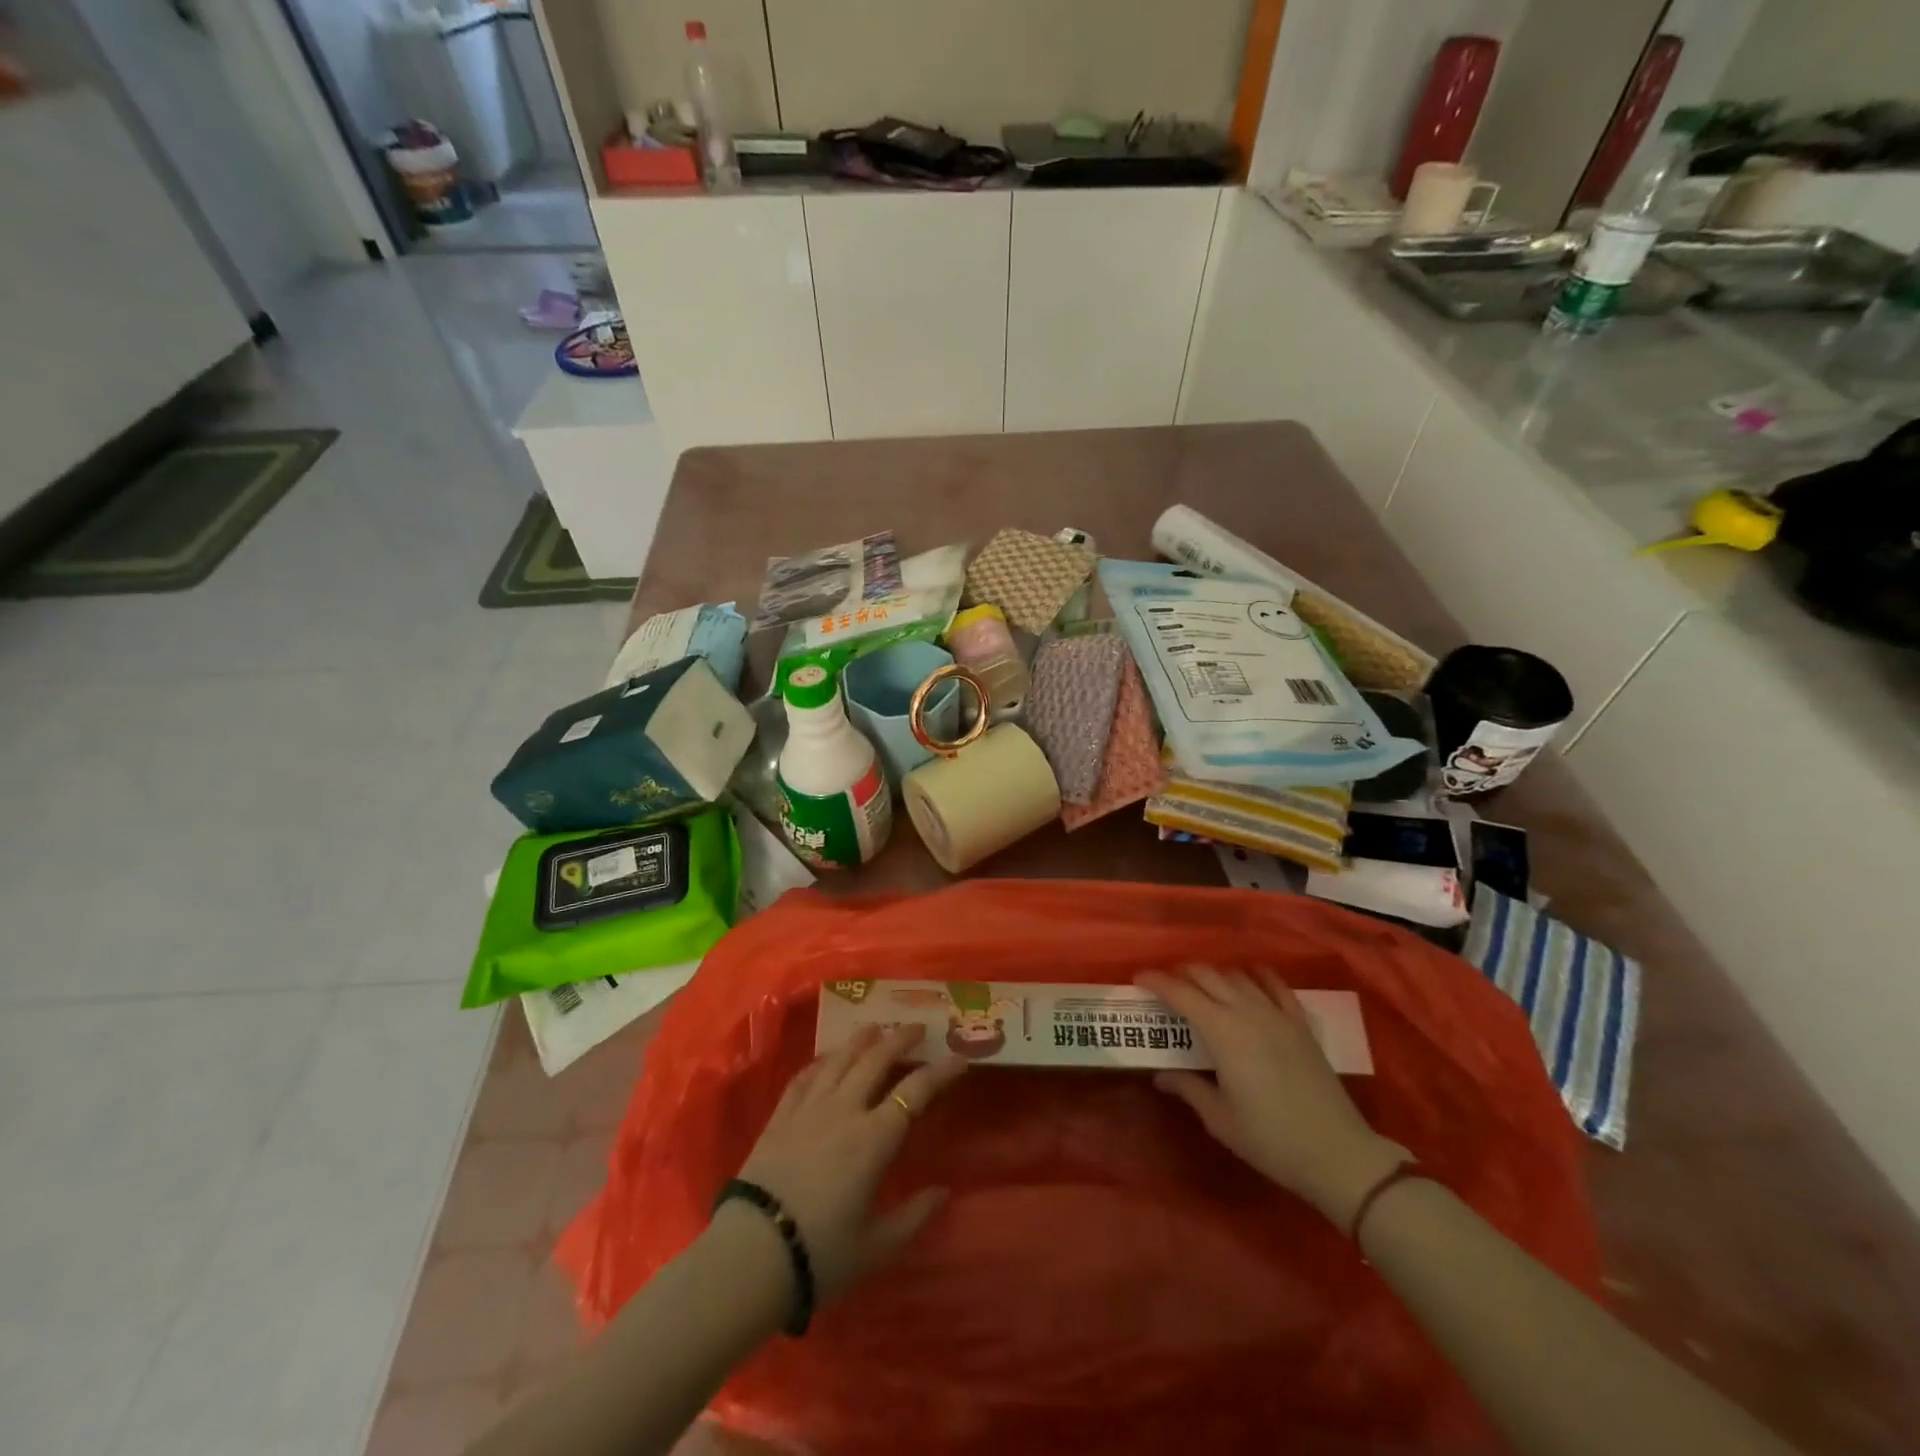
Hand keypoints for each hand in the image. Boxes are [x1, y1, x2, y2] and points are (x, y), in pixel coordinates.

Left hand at [732, 1023, 966, 1305]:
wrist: (750, 1255)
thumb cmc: (821, 1255)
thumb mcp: (877, 1246)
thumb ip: (914, 1216)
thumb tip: (944, 1191)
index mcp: (874, 1138)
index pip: (916, 1090)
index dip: (941, 1071)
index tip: (960, 1058)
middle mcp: (844, 1109)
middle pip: (877, 1059)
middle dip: (901, 1038)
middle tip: (918, 1027)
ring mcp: (809, 1107)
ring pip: (840, 1058)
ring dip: (862, 1039)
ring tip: (876, 1028)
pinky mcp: (781, 1115)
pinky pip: (806, 1075)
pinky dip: (823, 1060)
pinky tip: (828, 1058)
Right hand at [1138, 967, 1407, 1227]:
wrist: (1337, 1153)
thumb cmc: (1270, 1139)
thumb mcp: (1219, 1119)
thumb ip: (1188, 1088)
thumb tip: (1161, 1075)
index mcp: (1222, 1032)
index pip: (1180, 993)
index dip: (1156, 981)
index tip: (1138, 978)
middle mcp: (1246, 1011)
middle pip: (1207, 975)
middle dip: (1181, 973)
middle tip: (1165, 985)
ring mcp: (1276, 1013)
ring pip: (1237, 975)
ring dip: (1214, 974)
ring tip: (1201, 986)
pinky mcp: (1300, 1023)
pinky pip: (1275, 985)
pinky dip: (1256, 975)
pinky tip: (1249, 978)